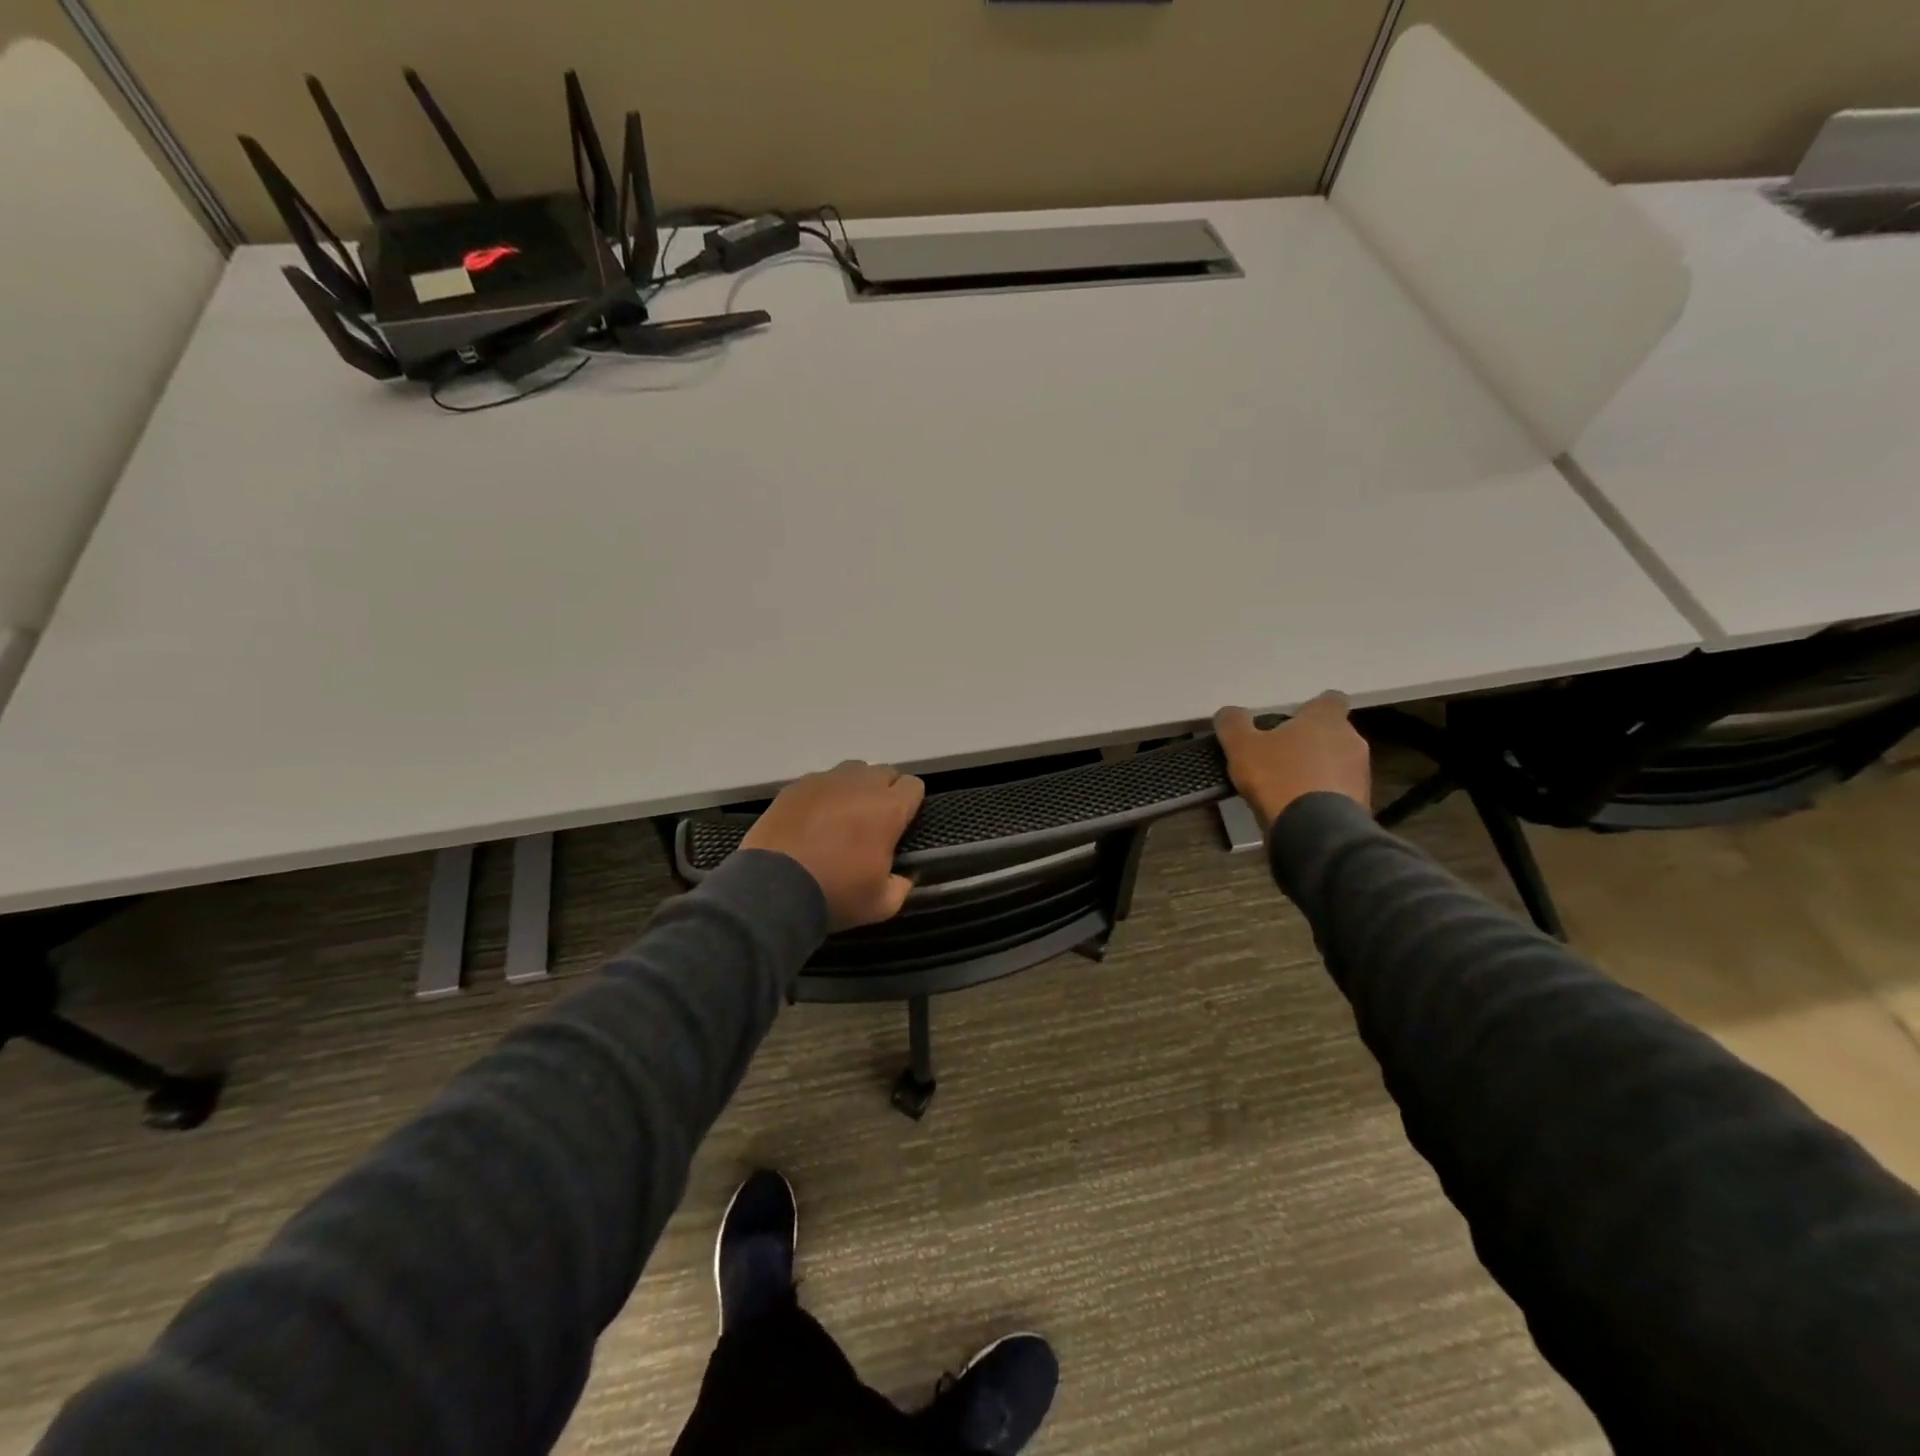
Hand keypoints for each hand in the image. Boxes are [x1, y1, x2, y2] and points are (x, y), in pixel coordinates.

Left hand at [741, 761, 925, 930]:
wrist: (773, 889)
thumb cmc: (835, 893)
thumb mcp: (881, 904)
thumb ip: (902, 886)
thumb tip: (904, 876)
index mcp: (888, 808)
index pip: (913, 786)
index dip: (910, 804)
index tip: (902, 824)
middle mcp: (860, 784)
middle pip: (884, 773)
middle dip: (885, 792)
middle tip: (873, 822)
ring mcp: (825, 780)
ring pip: (852, 771)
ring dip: (855, 788)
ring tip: (843, 816)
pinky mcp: (796, 786)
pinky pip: (820, 781)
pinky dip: (824, 795)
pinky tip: (813, 820)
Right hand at [1214, 692, 1370, 831]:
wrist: (1316, 831)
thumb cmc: (1279, 777)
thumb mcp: (1241, 747)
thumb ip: (1233, 724)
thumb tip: (1229, 713)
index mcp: (1326, 718)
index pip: (1330, 700)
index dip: (1310, 709)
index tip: (1291, 721)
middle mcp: (1351, 739)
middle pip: (1331, 733)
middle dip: (1310, 742)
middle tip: (1280, 755)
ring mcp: (1360, 773)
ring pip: (1337, 762)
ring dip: (1318, 769)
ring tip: (1287, 787)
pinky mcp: (1362, 802)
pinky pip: (1339, 790)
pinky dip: (1323, 794)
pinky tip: (1300, 807)